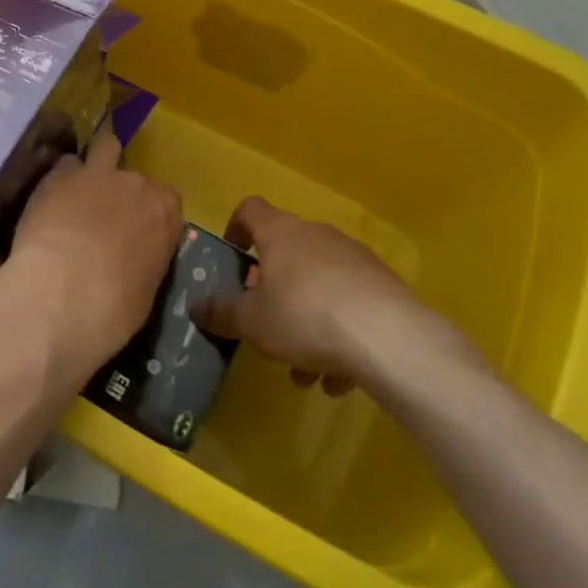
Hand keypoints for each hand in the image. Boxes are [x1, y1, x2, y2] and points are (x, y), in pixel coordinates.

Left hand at [0, 132, 182, 381]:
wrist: (59, 297)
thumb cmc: (111, 310)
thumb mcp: (146, 291)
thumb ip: (146, 259)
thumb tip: (133, 258)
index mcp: (164, 213)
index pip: (167, 200)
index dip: (150, 214)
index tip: (138, 232)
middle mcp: (135, 184)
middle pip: (134, 178)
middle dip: (122, 194)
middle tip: (104, 220)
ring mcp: (96, 174)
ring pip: (105, 148)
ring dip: (97, 165)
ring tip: (81, 189)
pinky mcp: (58, 175)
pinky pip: (65, 165)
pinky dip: (62, 179)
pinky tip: (51, 199)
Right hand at [192, 197, 476, 401]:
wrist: (391, 339)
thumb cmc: (305, 317)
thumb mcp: (252, 322)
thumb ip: (222, 313)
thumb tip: (196, 306)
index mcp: (281, 233)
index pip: (250, 209)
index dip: (236, 228)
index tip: (232, 258)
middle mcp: (317, 236)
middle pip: (286, 254)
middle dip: (273, 293)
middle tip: (265, 326)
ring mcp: (354, 259)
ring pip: (318, 287)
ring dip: (305, 323)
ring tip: (304, 373)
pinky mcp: (384, 287)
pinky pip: (349, 306)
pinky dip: (338, 335)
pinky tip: (338, 378)